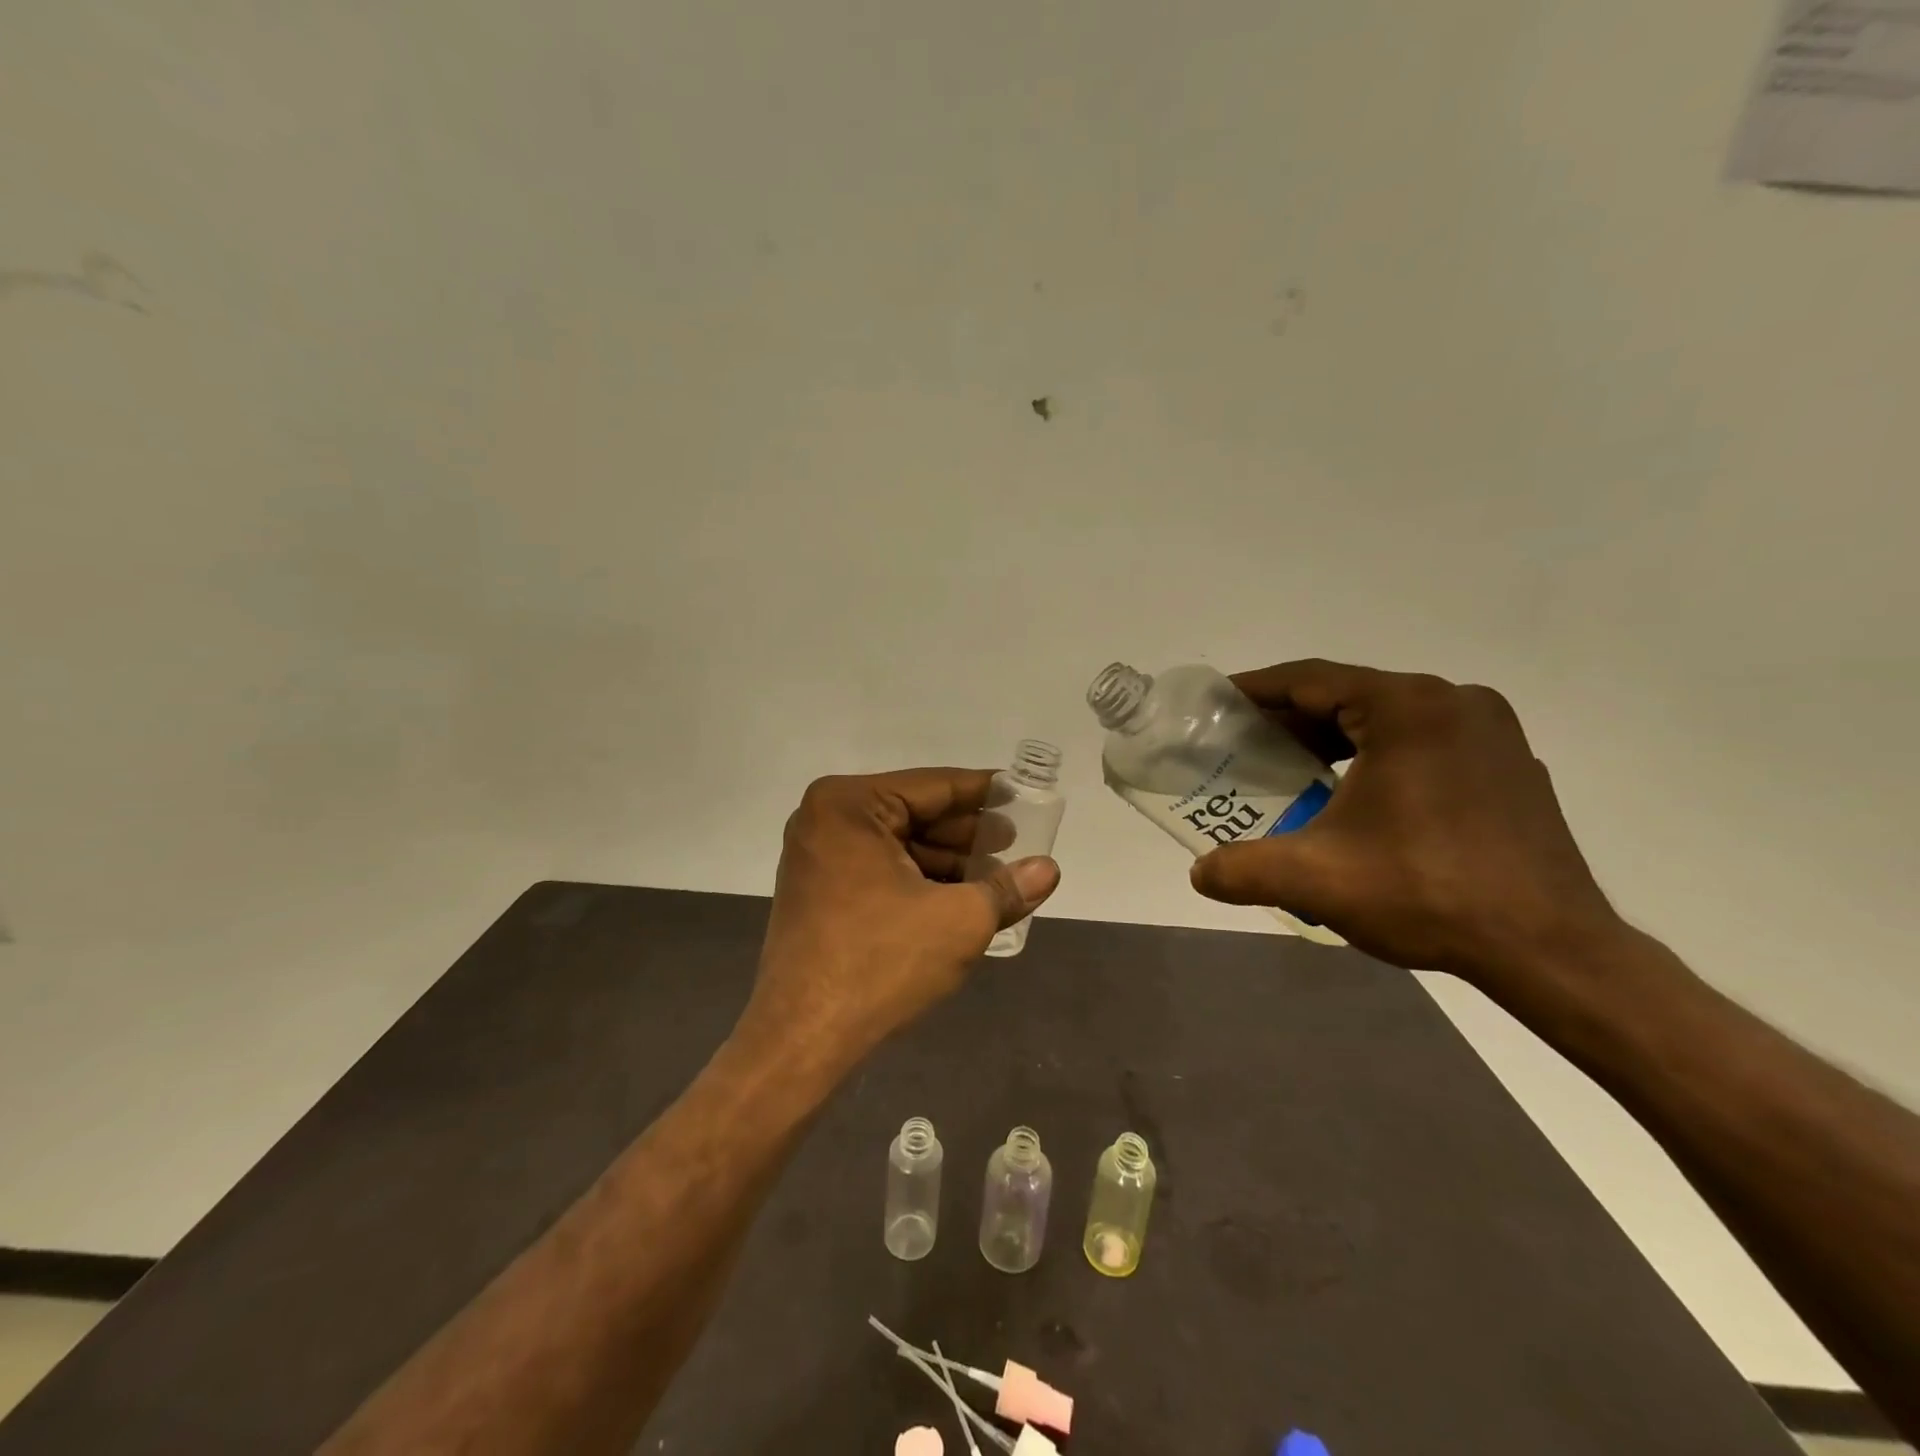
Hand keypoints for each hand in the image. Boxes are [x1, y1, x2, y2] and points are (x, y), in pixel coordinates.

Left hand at [741, 768, 1061, 1068]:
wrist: (802, 1040)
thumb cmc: (881, 963)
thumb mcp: (958, 921)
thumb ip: (1007, 889)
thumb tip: (1049, 869)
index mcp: (849, 805)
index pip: (934, 786)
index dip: (984, 791)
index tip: (1022, 794)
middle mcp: (825, 820)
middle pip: (914, 813)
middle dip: (967, 832)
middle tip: (1016, 841)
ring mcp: (817, 858)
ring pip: (898, 845)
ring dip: (947, 860)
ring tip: (997, 876)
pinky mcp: (818, 893)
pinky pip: (879, 870)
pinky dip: (919, 880)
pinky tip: (959, 898)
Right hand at [1189, 660, 1622, 987]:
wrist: (1550, 950)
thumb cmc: (1426, 893)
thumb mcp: (1314, 879)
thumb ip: (1241, 869)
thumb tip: (1199, 875)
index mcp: (1408, 708)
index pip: (1311, 680)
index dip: (1255, 689)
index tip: (1217, 703)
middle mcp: (1454, 703)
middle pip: (1350, 695)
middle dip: (1292, 718)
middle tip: (1245, 745)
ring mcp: (1491, 733)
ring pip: (1388, 719)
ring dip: (1335, 738)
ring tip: (1293, 769)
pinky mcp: (1509, 766)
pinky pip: (1425, 742)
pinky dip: (1379, 756)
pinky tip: (1356, 796)